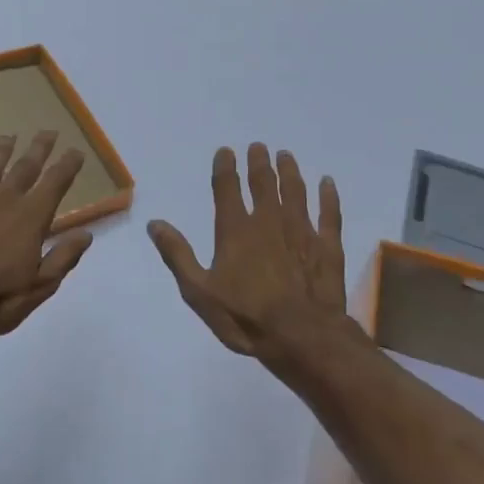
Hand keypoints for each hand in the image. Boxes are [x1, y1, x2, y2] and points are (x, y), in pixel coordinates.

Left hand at [0, 131, 93, 341]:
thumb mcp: (39, 287)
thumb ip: (63, 258)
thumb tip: (86, 234)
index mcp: (31, 218)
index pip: (55, 184)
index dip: (67, 166)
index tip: (76, 151)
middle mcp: (4, 201)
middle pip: (25, 168)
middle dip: (39, 149)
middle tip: (48, 131)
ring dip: (1, 150)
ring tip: (8, 135)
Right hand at [148, 144, 346, 356]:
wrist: (301, 337)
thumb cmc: (245, 317)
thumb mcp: (199, 292)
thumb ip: (178, 255)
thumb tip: (154, 224)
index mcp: (235, 230)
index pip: (227, 189)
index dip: (225, 167)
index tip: (226, 151)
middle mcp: (269, 221)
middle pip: (263, 183)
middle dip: (259, 162)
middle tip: (259, 147)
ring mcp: (301, 231)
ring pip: (295, 191)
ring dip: (289, 171)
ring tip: (286, 156)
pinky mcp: (327, 245)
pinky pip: (329, 213)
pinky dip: (328, 196)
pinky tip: (327, 182)